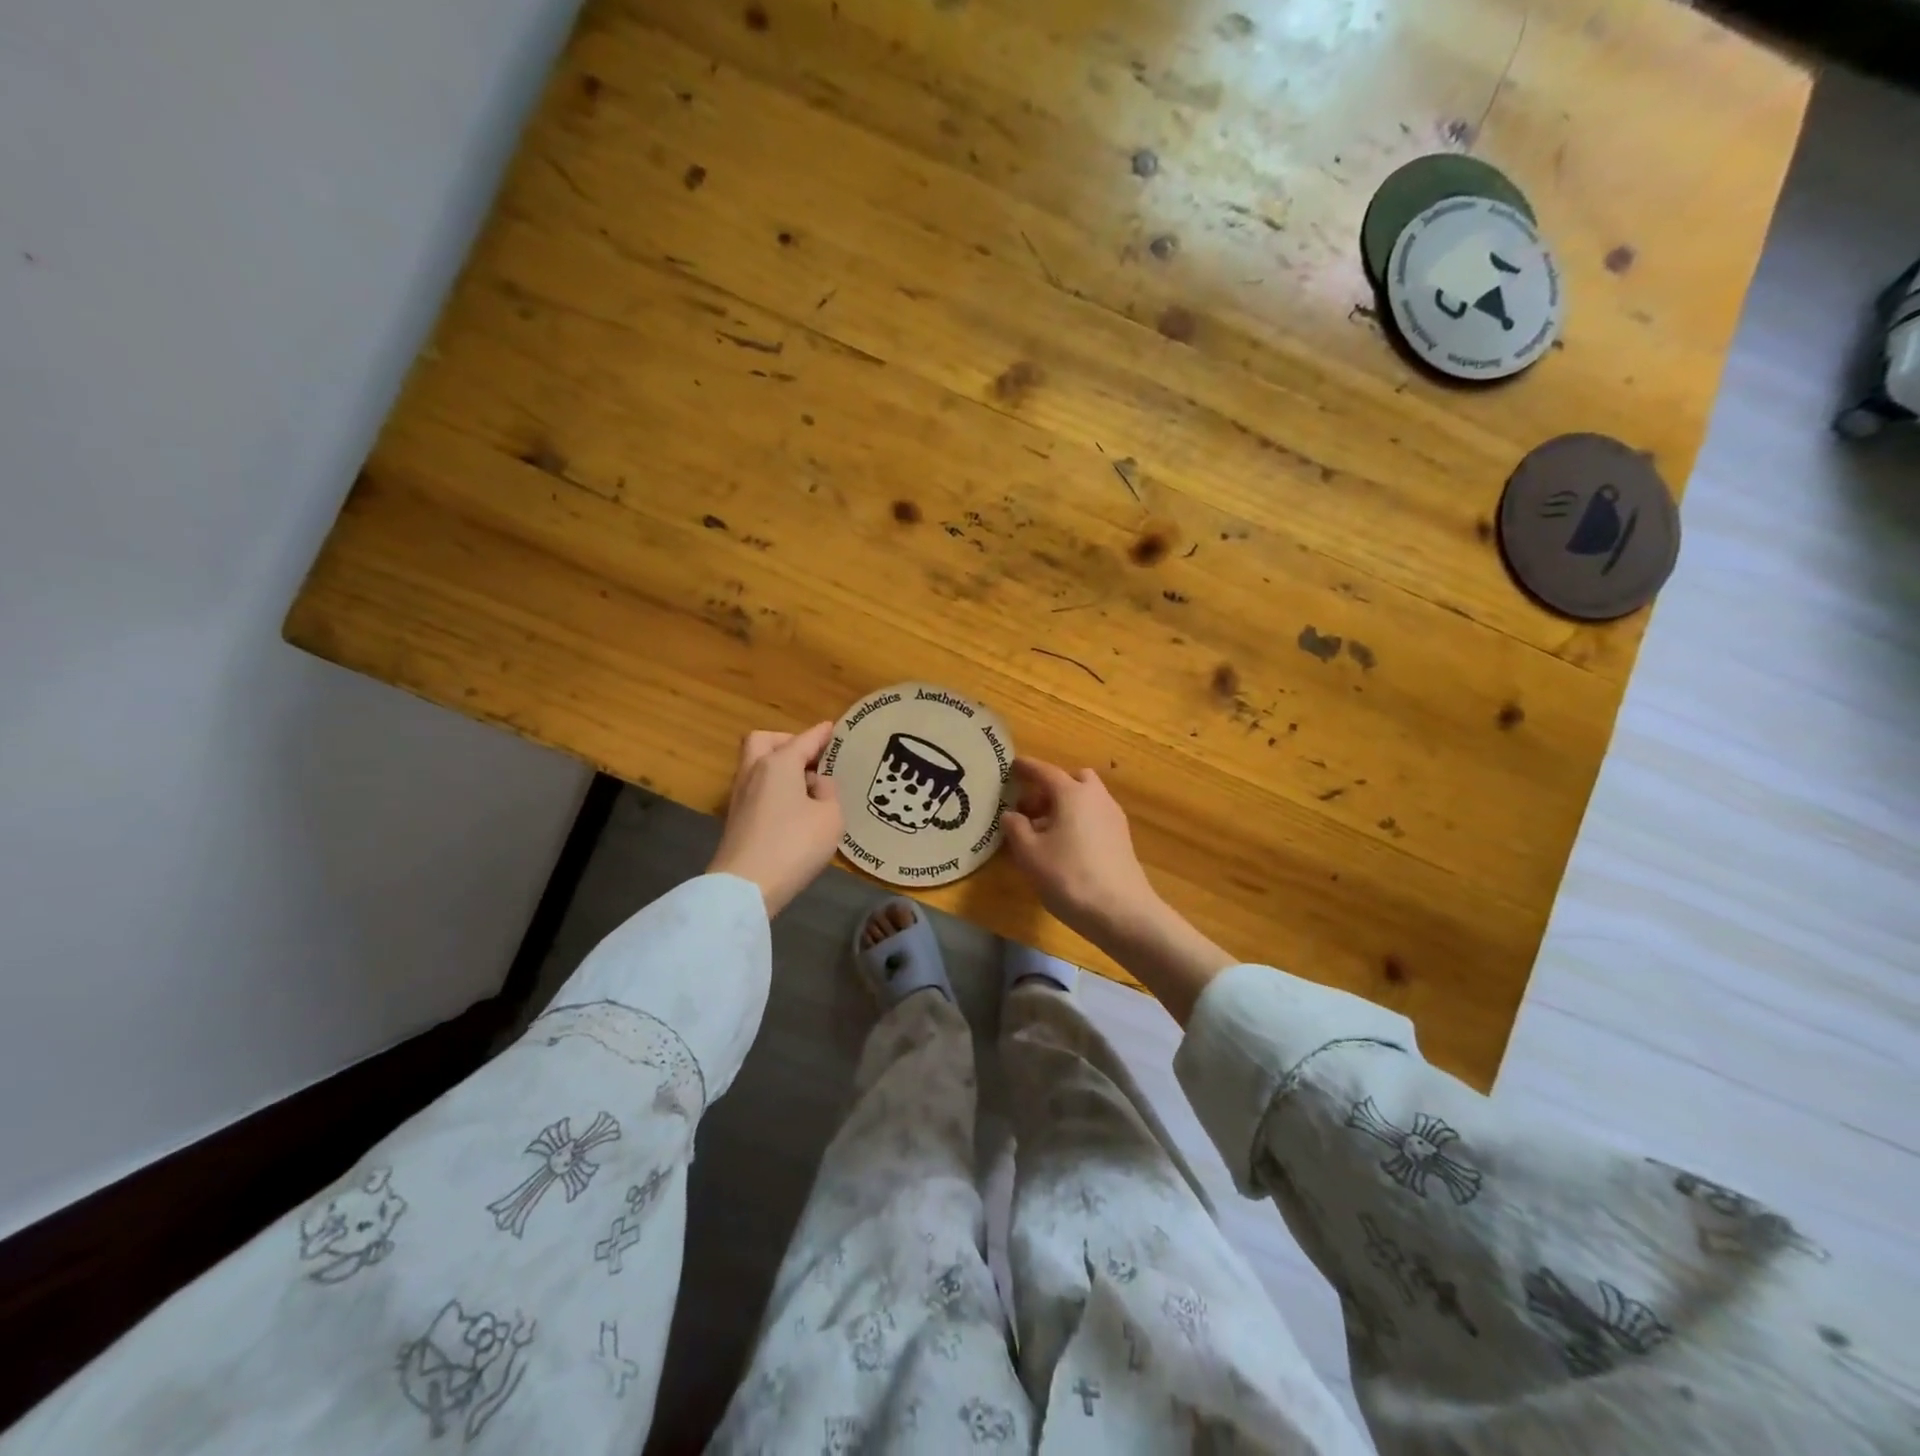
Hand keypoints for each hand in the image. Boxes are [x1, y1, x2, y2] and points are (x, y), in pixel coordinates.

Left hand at [707, 722, 843, 915]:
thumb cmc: (794, 845)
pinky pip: (756, 789)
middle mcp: (754, 772)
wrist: (746, 886)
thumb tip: (816, 784)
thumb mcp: (830, 817)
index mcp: (778, 763)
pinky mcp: (735, 819)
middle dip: (787, 742)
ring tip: (806, 785)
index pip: (804, 739)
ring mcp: (740, 796)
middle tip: (809, 758)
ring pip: (756, 765)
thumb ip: (828, 793)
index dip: (821, 734)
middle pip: (764, 741)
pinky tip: (793, 807)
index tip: (833, 728)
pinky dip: (773, 788)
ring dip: (778, 767)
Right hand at [1000, 759, 1161, 942]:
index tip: (1011, 766)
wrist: (1121, 912)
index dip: (1026, 768)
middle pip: (1072, 779)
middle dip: (1050, 788)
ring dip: (1065, 805)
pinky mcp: (1122, 838)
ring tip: (1044, 832)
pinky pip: (1095, 816)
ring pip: (1086, 798)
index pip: (1044, 771)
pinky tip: (1066, 846)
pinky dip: (1078, 820)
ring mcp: (1113, 817)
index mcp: (1072, 793)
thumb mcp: (1030, 854)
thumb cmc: (1069, 877)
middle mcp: (1096, 797)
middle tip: (1030, 809)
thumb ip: (1015, 828)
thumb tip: (1011, 814)